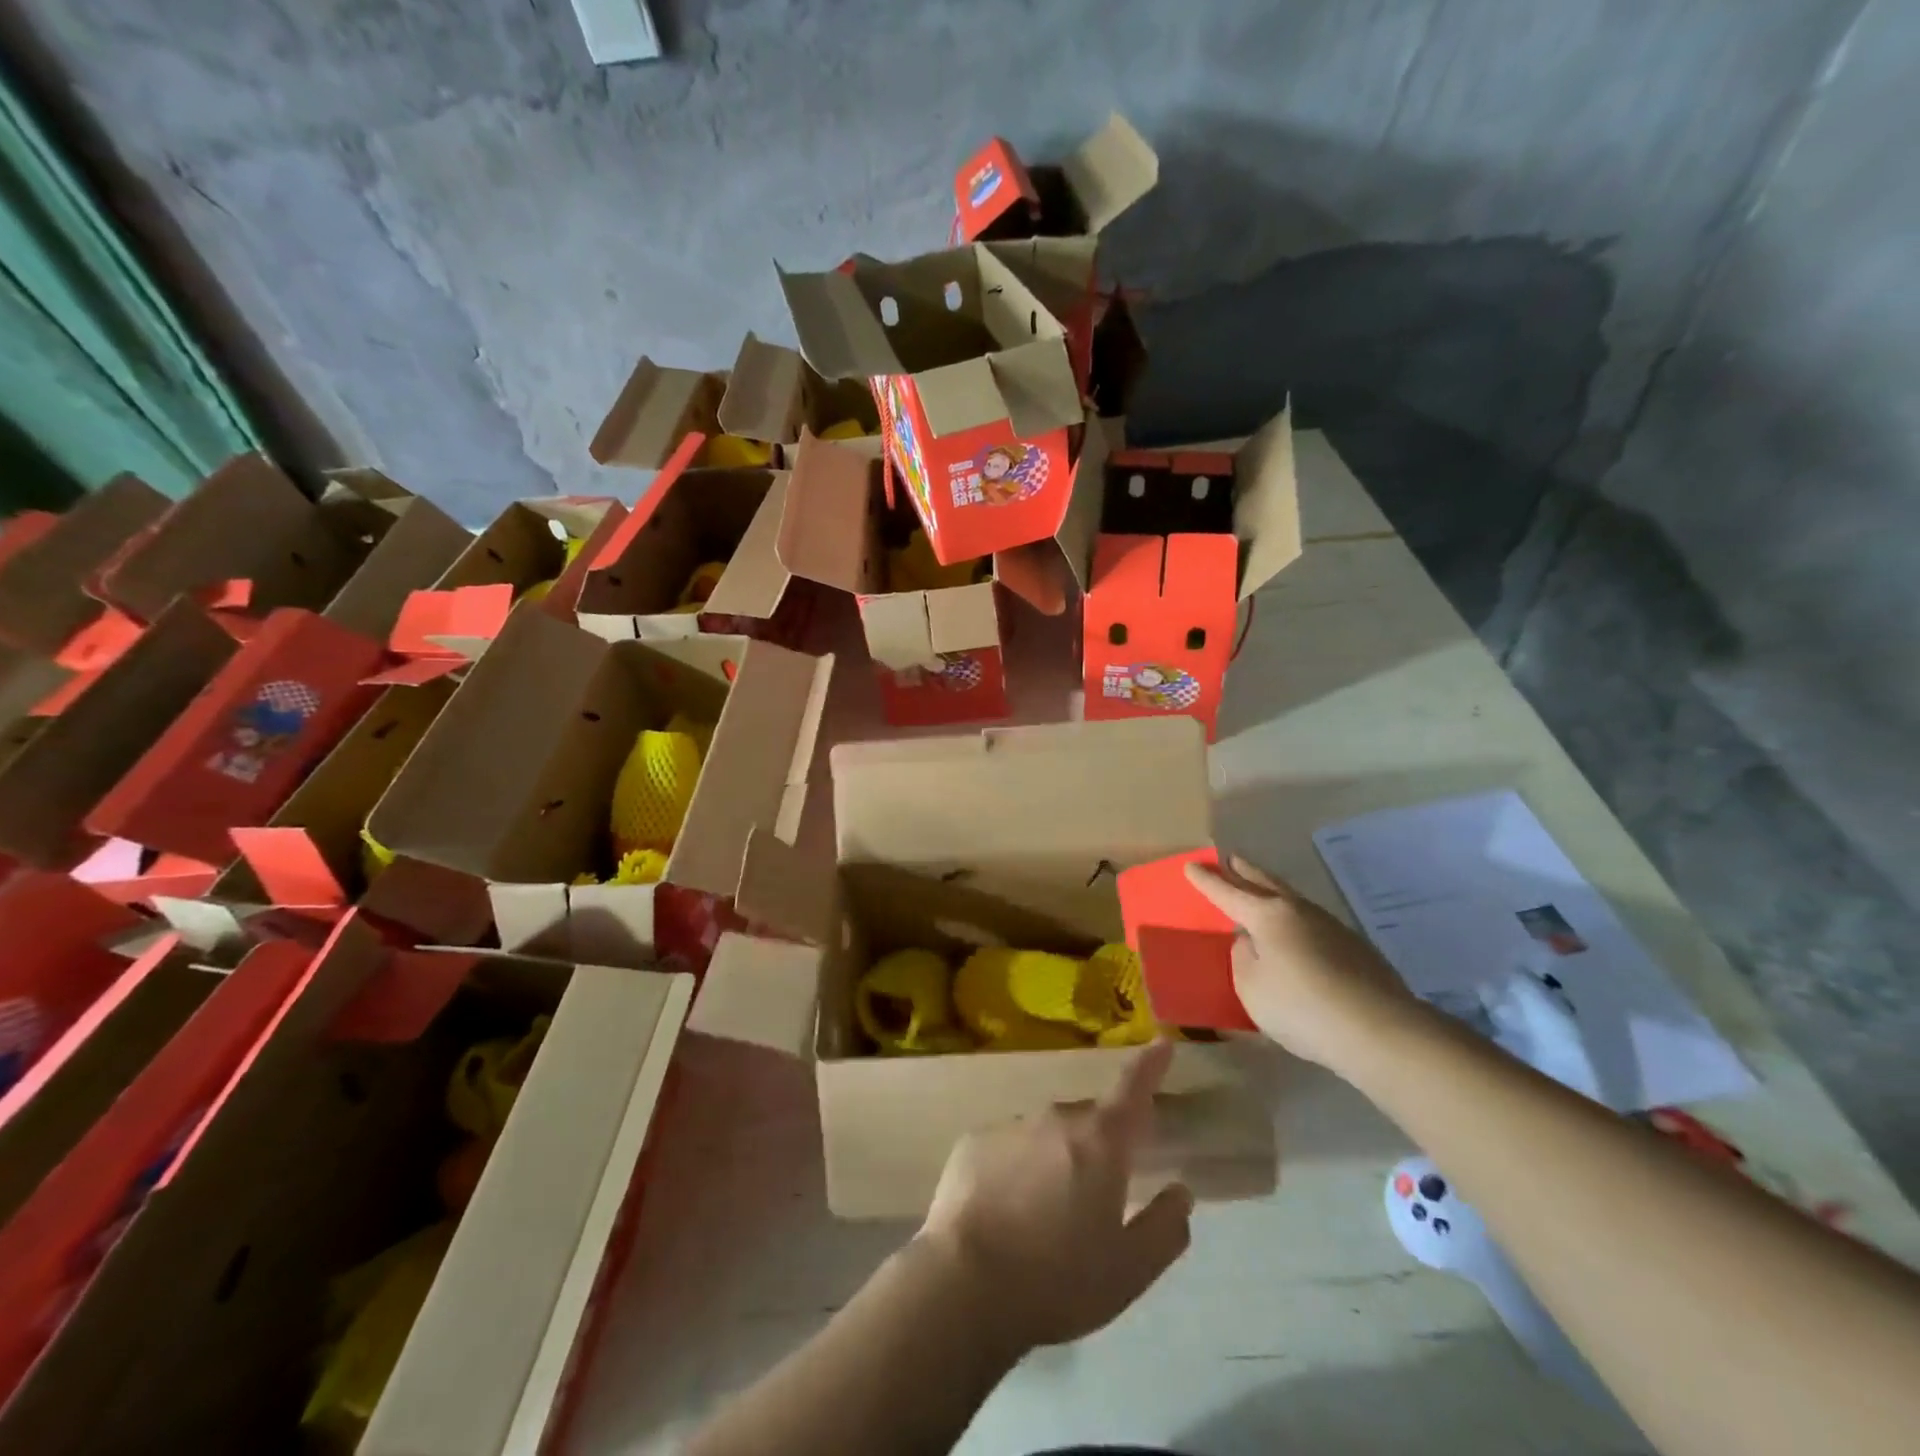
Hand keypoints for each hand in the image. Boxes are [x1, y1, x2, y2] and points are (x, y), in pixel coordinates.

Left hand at [917, 1039, 1192, 1354]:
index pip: (1133, 1088)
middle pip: (1089, 1121)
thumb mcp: (1129, 1270)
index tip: (1162, 1043)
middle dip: (1098, 1145)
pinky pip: (1008, 1147)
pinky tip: (1005, 1211)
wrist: (966, 1284)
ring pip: (1046, 1134)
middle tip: (1095, 1196)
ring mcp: (1010, 1125)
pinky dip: (1015, 1169)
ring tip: (1045, 1215)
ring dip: (1055, 1159)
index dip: (1150, 1064)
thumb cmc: (1058, 1280)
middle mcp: (1055, 1118)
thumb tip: (1179, 1191)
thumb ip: (1165, 1227)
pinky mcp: (973, 1141)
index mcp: (1100, 1141)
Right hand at [1186, 856, 1418, 1067]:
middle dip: (1243, 871)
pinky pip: (1311, 922)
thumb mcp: (1251, 987)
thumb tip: (1252, 942)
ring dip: (1271, 890)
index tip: (1191, 865)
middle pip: (1264, 882)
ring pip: (1291, 899)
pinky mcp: (1354, 946)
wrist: (1379, 1030)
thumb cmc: (1301, 1007)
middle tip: (1229, 859)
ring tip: (1259, 890)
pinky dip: (1293, 918)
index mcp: (1267, 916)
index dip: (1207, 881)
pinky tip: (1294, 933)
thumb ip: (1243, 959)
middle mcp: (1297, 911)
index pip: (1227, 893)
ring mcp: (1330, 926)